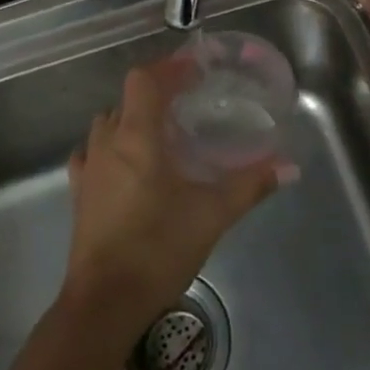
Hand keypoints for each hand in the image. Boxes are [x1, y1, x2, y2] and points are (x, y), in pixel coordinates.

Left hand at [63, 59, 293, 326]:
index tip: (195, 69)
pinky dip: (112, 146)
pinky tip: (128, 163)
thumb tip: (289, 167)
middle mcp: (107, 143)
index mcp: (136, 136)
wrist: (105, 302)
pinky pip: (93, 152)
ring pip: (108, 123)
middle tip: (189, 100)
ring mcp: (88, 168)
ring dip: (133, 117)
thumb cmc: (158, 248)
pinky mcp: (79, 193)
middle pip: (127, 99)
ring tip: (162, 130)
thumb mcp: (212, 214)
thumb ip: (250, 185)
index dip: (168, 68)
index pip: (144, 80)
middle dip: (157, 92)